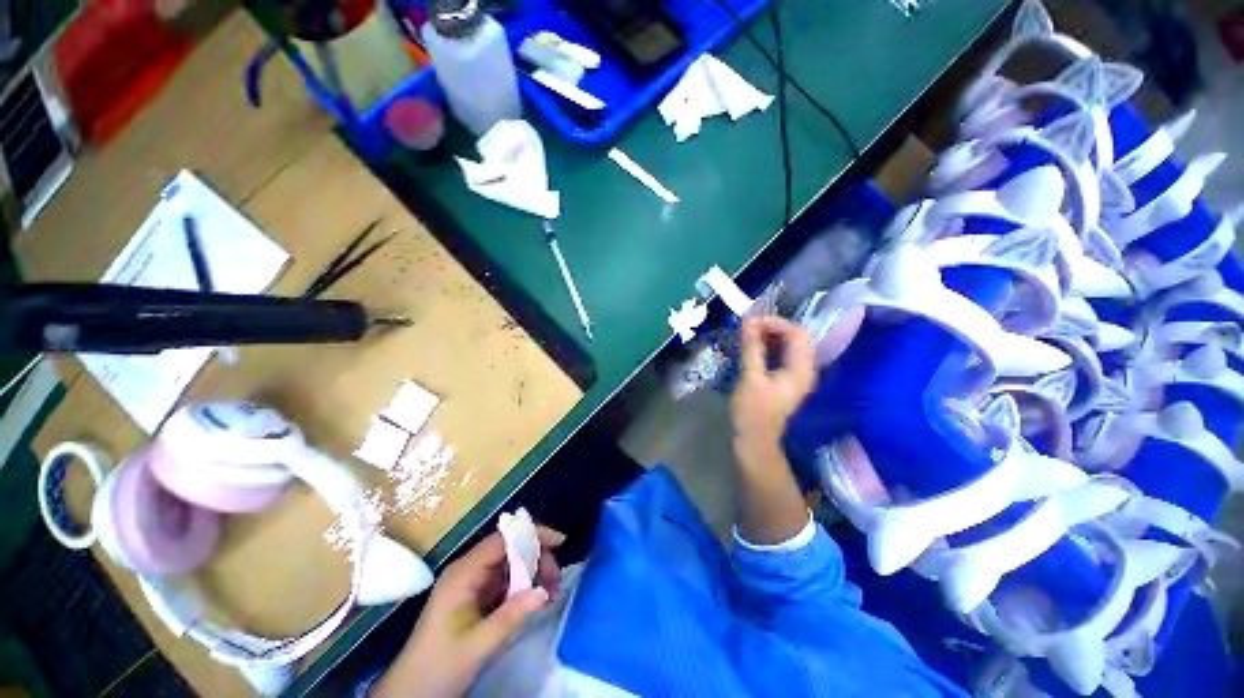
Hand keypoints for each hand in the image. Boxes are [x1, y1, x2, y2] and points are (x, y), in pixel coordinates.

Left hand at [373, 526, 564, 697]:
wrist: (410, 694)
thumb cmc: (438, 668)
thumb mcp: (477, 645)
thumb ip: (511, 615)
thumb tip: (544, 591)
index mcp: (464, 573)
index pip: (503, 539)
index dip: (533, 535)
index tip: (560, 542)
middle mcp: (468, 570)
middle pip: (510, 549)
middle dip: (536, 559)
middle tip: (555, 582)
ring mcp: (471, 583)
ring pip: (510, 565)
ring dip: (532, 574)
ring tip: (549, 593)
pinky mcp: (474, 597)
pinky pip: (504, 582)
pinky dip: (522, 587)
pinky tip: (534, 600)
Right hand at [730, 316, 816, 459]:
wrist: (754, 440)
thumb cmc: (752, 411)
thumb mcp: (750, 377)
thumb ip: (751, 347)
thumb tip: (748, 321)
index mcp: (801, 369)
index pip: (797, 332)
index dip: (775, 322)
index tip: (750, 322)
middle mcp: (805, 369)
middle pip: (795, 336)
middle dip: (771, 327)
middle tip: (746, 327)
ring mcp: (796, 375)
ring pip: (787, 345)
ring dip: (768, 336)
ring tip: (746, 334)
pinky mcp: (786, 379)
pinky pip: (781, 354)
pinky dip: (767, 346)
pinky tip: (751, 347)